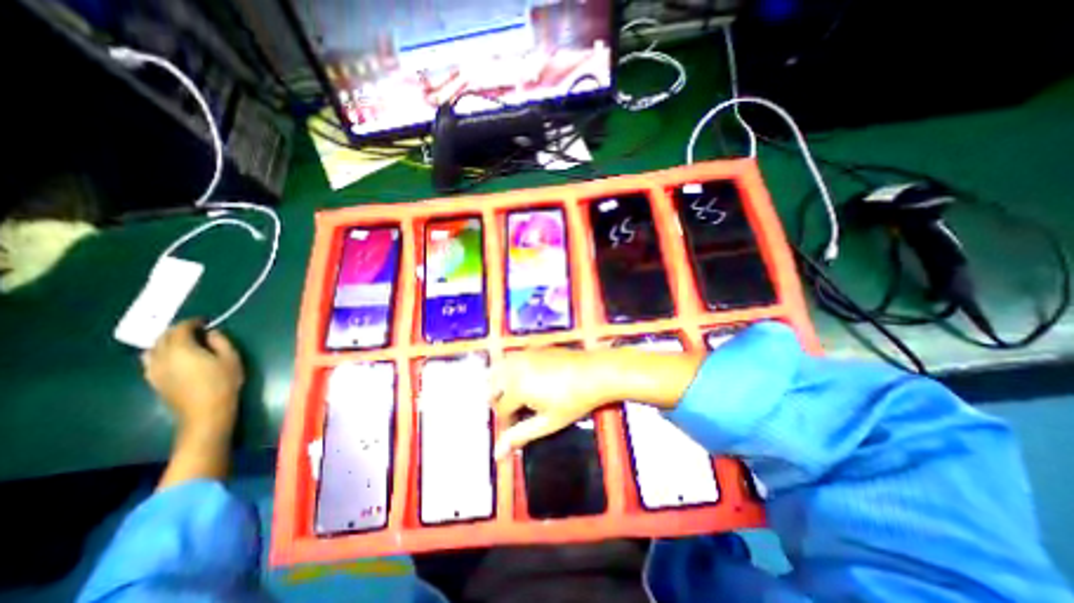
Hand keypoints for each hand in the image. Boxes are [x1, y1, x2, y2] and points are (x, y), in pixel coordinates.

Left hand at [138, 319, 240, 440]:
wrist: (205, 411)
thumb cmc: (223, 382)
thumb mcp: (231, 358)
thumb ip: (221, 342)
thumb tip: (212, 333)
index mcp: (182, 349)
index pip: (180, 329)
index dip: (192, 322)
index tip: (204, 320)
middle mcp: (161, 356)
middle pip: (163, 337)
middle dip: (177, 330)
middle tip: (195, 329)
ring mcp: (153, 369)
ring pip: (152, 348)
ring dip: (166, 341)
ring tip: (182, 342)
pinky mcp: (153, 380)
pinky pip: (150, 360)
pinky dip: (160, 353)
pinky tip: (174, 357)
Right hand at [489, 345, 616, 458]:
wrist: (594, 372)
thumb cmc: (573, 401)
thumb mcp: (547, 422)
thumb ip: (520, 435)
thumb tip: (497, 455)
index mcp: (516, 388)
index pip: (500, 409)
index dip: (506, 423)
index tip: (516, 429)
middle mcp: (513, 368)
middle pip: (492, 387)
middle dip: (498, 402)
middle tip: (514, 414)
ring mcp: (522, 355)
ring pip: (496, 370)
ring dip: (499, 385)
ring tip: (515, 398)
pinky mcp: (530, 348)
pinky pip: (509, 360)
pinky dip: (508, 371)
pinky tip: (523, 380)